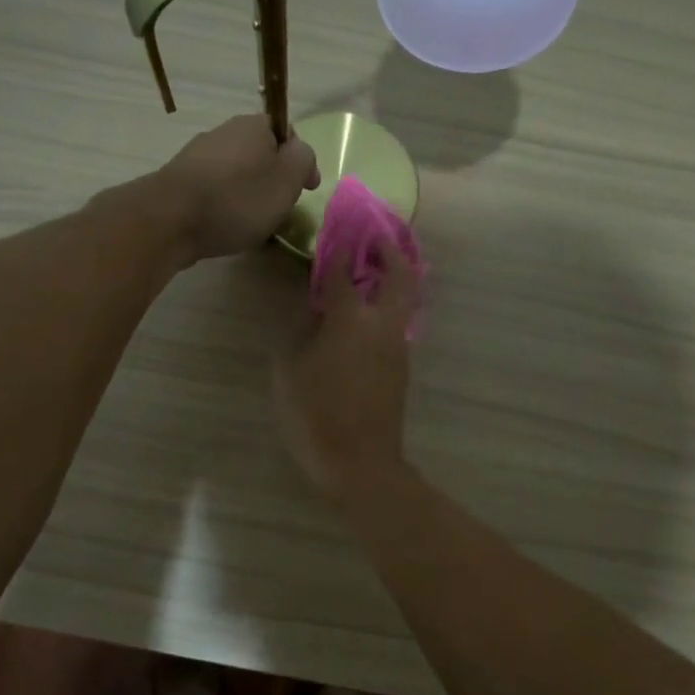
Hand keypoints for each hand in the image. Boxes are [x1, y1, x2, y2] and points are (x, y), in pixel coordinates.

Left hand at [156, 115, 319, 262]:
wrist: (170, 220)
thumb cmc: (238, 198)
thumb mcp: (287, 179)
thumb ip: (303, 160)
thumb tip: (300, 152)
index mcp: (252, 125)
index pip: (285, 131)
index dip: (299, 159)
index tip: (307, 188)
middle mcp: (223, 132)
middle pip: (260, 154)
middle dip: (273, 179)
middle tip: (282, 208)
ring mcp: (197, 156)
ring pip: (236, 174)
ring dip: (249, 195)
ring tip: (255, 224)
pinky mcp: (180, 182)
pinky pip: (215, 192)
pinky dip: (226, 207)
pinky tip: (227, 228)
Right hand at [273, 242, 415, 501]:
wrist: (360, 462)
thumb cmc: (315, 415)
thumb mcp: (290, 371)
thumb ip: (303, 333)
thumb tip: (316, 312)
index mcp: (350, 320)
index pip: (344, 273)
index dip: (339, 250)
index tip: (338, 231)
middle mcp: (381, 325)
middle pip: (400, 276)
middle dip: (391, 252)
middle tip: (378, 238)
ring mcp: (397, 347)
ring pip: (404, 300)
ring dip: (394, 279)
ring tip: (373, 271)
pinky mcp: (401, 367)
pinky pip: (397, 324)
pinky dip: (388, 307)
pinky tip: (366, 314)